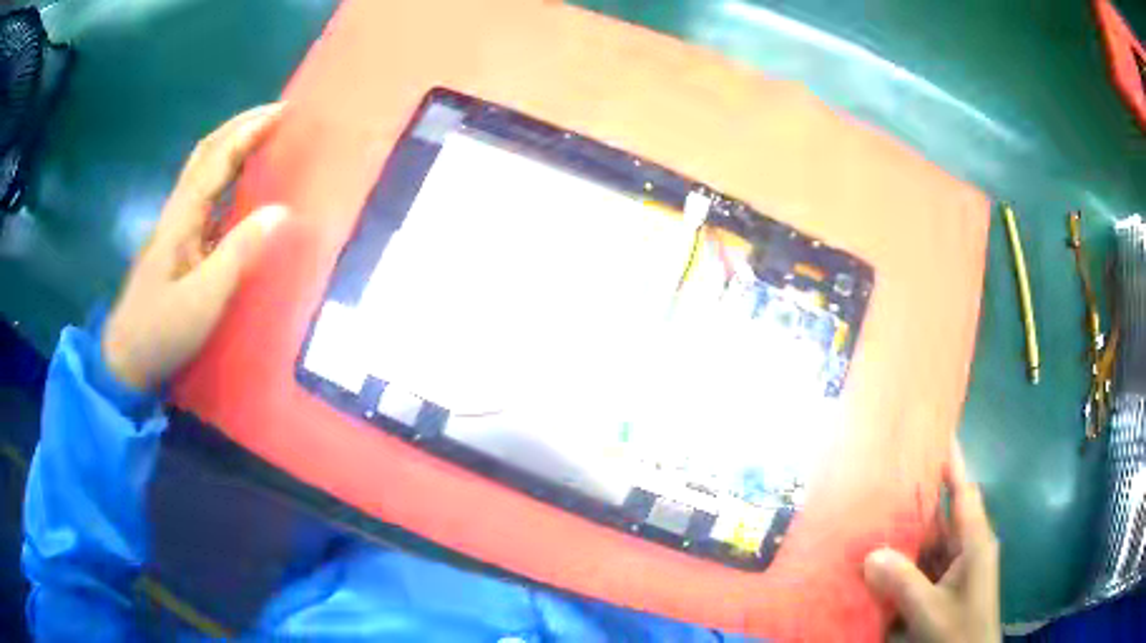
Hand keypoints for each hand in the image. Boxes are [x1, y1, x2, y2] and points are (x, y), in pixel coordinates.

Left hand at [102, 104, 289, 389]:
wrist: (126, 359)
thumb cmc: (162, 330)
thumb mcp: (204, 298)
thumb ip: (240, 252)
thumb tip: (282, 211)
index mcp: (182, 216)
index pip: (217, 159)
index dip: (249, 131)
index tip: (282, 112)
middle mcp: (177, 211)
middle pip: (206, 153)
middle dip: (240, 127)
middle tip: (276, 115)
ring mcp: (174, 227)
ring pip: (202, 170)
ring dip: (232, 145)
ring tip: (263, 137)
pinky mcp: (177, 244)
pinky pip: (203, 194)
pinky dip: (225, 175)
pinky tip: (238, 183)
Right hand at [863, 441, 1000, 642]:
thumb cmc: (959, 631)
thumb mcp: (930, 611)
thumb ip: (903, 582)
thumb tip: (871, 553)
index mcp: (974, 542)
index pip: (963, 491)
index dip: (952, 460)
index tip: (938, 430)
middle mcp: (966, 548)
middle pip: (941, 516)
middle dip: (916, 500)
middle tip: (885, 480)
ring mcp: (955, 570)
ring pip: (929, 544)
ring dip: (905, 537)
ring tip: (874, 520)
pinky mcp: (944, 588)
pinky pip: (922, 568)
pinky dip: (903, 565)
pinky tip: (880, 565)